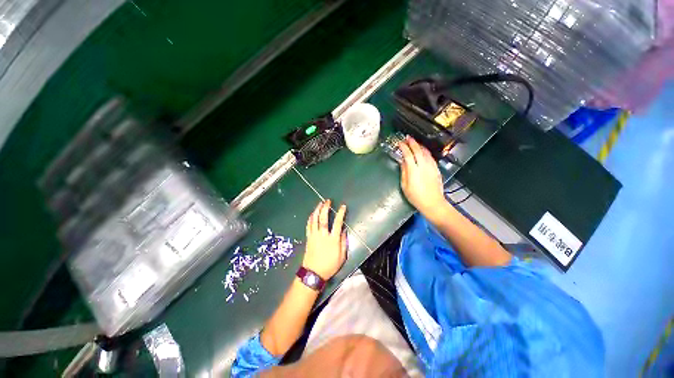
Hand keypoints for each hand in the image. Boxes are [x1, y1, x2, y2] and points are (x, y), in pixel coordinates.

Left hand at [303, 200, 346, 279]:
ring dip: (317, 210)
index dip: (340, 213)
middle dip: (325, 208)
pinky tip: (312, 214)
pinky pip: (309, 225)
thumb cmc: (330, 265)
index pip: (337, 223)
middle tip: (327, 201)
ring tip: (320, 203)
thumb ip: (343, 242)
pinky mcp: (308, 238)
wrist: (313, 273)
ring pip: (314, 220)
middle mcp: (323, 235)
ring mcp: (314, 236)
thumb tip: (344, 230)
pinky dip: (310, 218)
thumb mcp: (342, 256)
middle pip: (323, 218)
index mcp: (333, 239)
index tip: (342, 206)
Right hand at [398, 136, 446, 218]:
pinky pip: (431, 157)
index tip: (400, 143)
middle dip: (412, 143)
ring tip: (415, 143)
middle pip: (418, 151)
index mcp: (414, 170)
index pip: (408, 155)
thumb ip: (404, 172)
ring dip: (420, 146)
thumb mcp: (405, 186)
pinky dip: (426, 152)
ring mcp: (431, 167)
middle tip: (408, 138)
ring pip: (426, 152)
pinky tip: (424, 152)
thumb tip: (403, 162)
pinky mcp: (436, 169)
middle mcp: (423, 166)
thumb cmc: (416, 197)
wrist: (433, 203)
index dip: (404, 147)